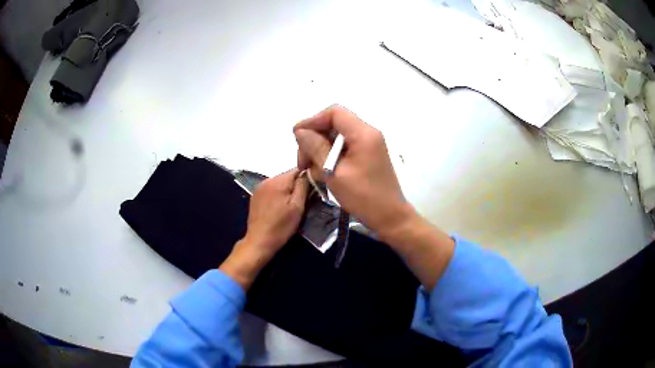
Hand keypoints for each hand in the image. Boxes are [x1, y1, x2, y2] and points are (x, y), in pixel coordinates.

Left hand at [220, 169, 308, 289]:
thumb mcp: (297, 207)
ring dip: (287, 191)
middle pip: (288, 176)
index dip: (306, 179)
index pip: (297, 170)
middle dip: (296, 186)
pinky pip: (271, 189)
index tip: (311, 192)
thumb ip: (303, 187)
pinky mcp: (255, 196)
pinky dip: (277, 195)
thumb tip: (308, 172)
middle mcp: (267, 180)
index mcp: (278, 181)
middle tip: (301, 202)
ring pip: (280, 183)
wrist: (259, 241)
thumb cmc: (281, 226)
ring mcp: (259, 188)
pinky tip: (279, 208)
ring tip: (290, 206)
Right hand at [296, 106, 454, 289]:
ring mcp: (368, 145)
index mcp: (363, 133)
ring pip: (336, 137)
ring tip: (312, 171)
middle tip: (302, 162)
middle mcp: (367, 133)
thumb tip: (300, 131)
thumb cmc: (364, 197)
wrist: (390, 218)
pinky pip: (343, 148)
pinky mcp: (366, 156)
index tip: (297, 138)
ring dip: (320, 151)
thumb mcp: (334, 173)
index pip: (334, 112)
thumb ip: (316, 148)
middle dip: (314, 139)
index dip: (313, 121)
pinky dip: (330, 158)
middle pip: (334, 124)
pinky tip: (323, 174)